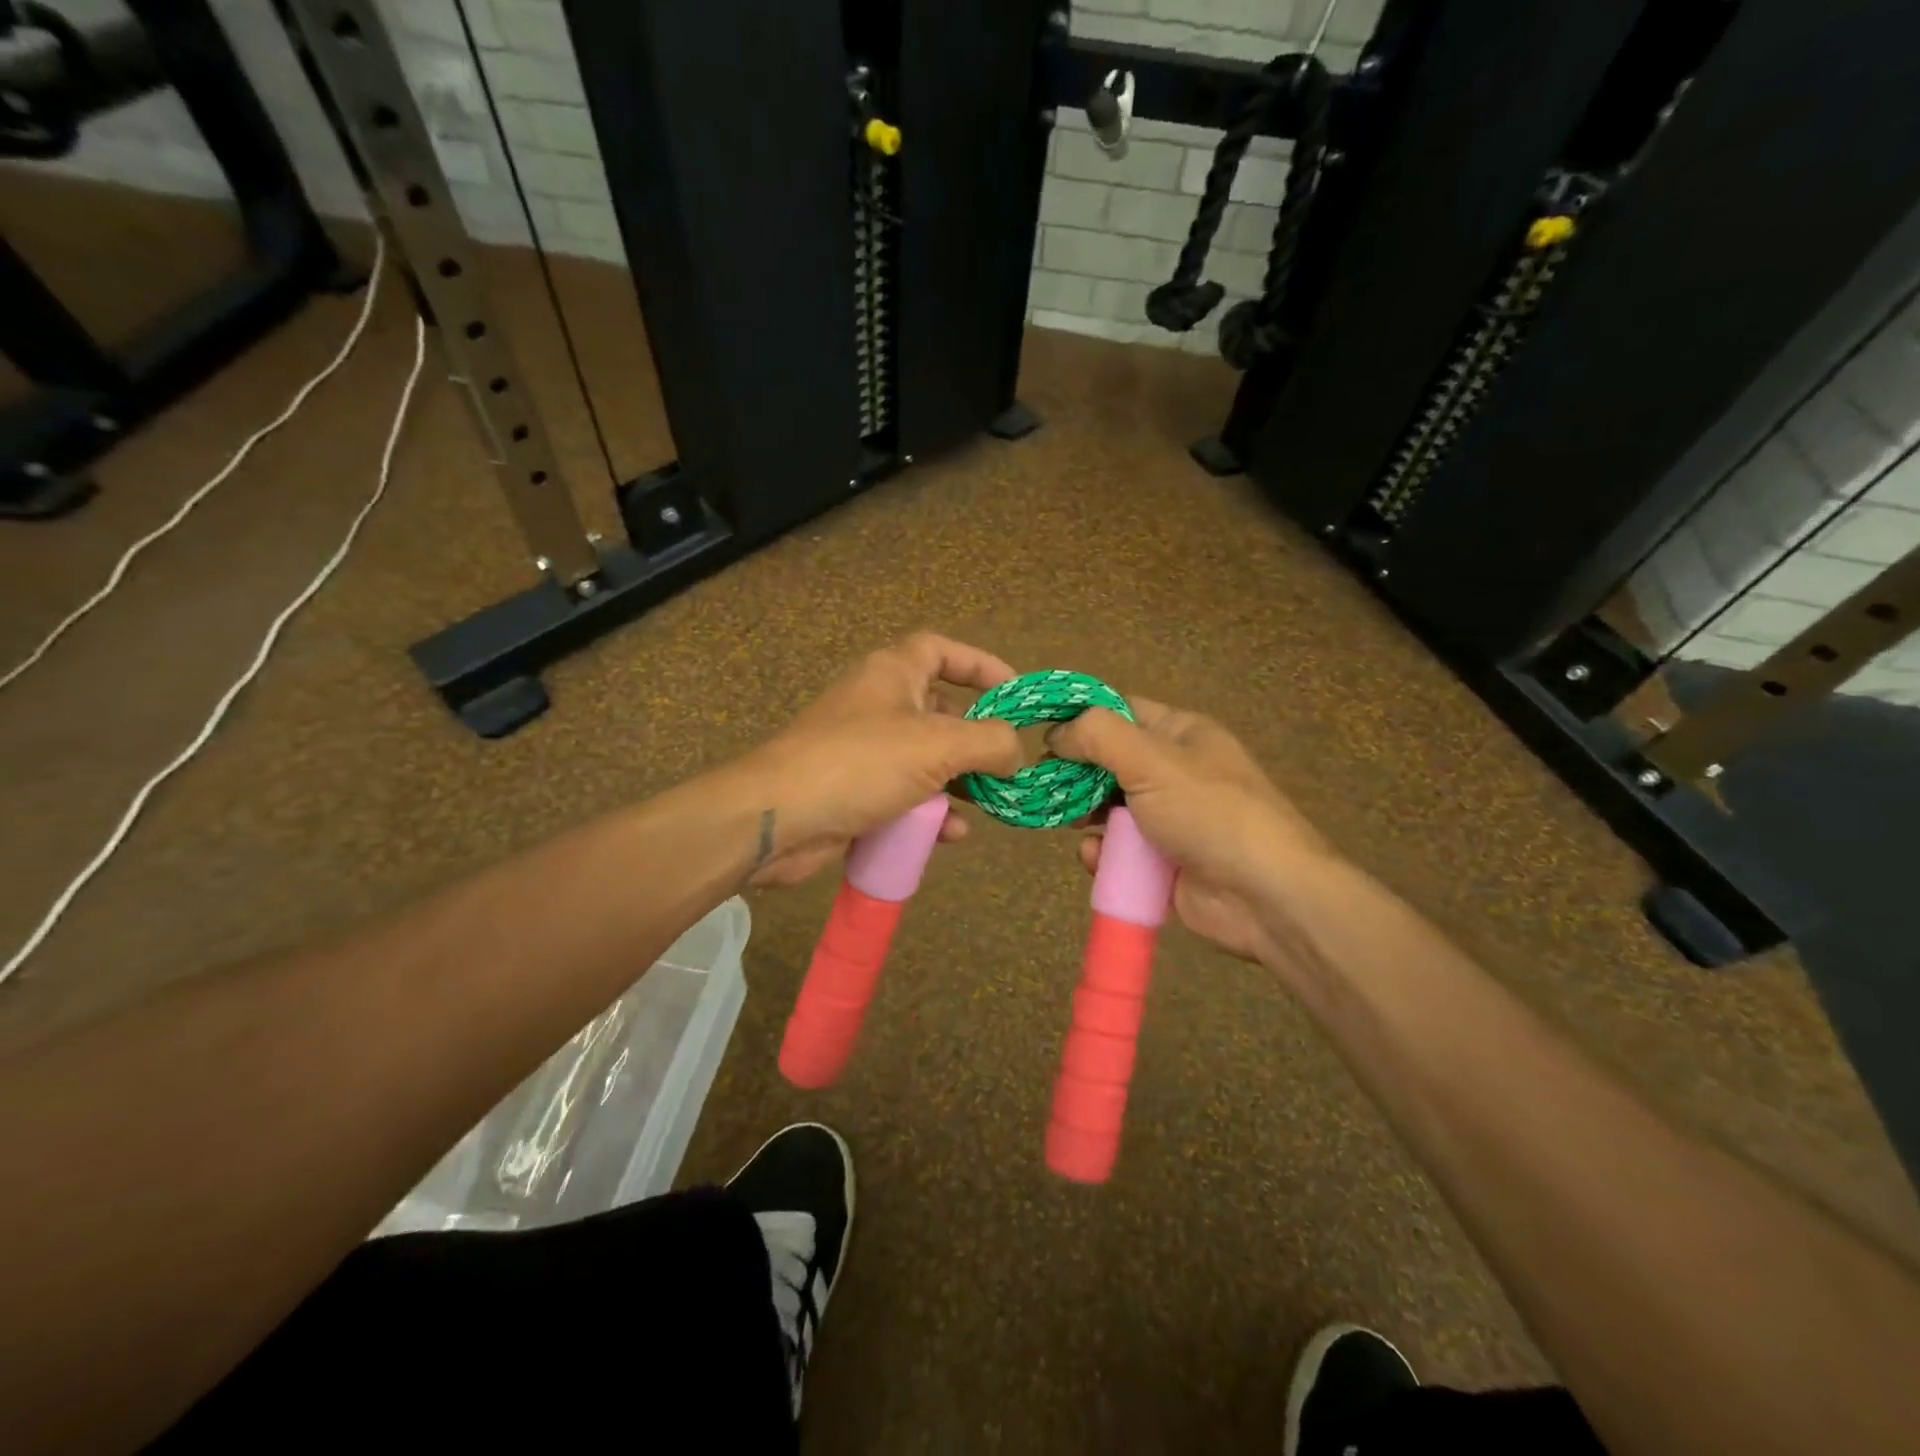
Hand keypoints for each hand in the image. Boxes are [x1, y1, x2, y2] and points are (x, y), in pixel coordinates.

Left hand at [737, 633, 1023, 886]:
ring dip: (958, 784)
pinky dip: (929, 812)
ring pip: (925, 761)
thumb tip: (1015, 751)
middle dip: (975, 740)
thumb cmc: (859, 763)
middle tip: (1006, 764)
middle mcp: (878, 705)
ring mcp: (864, 751)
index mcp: (892, 674)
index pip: (942, 651)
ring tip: (986, 805)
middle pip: (940, 712)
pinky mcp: (854, 792)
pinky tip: (949, 835)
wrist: (776, 818)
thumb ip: (989, 742)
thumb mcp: (936, 745)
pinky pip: (904, 796)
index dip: (981, 664)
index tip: (1016, 691)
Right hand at [1050, 699, 1339, 962]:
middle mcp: (1172, 773)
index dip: (1081, 717)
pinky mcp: (1160, 864)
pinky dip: (1101, 855)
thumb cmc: (1209, 813)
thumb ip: (1098, 736)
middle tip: (1043, 784)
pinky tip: (1094, 858)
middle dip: (1075, 774)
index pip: (1121, 711)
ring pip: (1107, 810)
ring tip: (1065, 821)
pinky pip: (1117, 852)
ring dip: (1084, 816)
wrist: (1265, 896)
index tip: (1039, 731)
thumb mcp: (1152, 760)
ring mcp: (1167, 820)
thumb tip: (1057, 733)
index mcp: (1180, 735)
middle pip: (1108, 763)